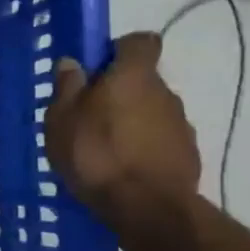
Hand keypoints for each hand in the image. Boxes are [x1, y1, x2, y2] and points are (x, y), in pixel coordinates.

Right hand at [45, 32, 200, 223]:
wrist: (147, 208)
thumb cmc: (96, 154)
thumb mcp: (61, 119)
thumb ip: (67, 87)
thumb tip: (72, 63)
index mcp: (134, 76)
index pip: (140, 42)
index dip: (120, 50)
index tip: (97, 69)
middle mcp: (165, 92)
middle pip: (142, 80)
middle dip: (119, 92)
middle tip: (88, 115)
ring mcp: (182, 125)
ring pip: (151, 111)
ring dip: (131, 121)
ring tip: (104, 148)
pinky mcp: (188, 155)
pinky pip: (160, 140)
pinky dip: (144, 147)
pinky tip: (122, 168)